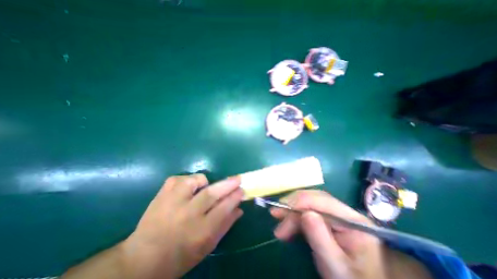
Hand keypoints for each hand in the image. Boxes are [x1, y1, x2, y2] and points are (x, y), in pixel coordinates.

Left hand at [122, 173, 242, 276]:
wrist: (142, 260)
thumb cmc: (181, 256)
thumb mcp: (207, 246)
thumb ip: (226, 225)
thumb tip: (240, 208)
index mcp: (199, 232)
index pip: (223, 209)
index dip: (235, 197)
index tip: (242, 190)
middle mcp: (186, 215)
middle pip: (211, 194)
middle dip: (228, 184)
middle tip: (238, 178)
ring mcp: (172, 203)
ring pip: (194, 181)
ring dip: (204, 181)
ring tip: (204, 187)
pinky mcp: (161, 195)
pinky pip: (179, 179)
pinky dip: (187, 180)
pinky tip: (187, 189)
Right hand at [270, 190, 385, 278]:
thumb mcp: (336, 266)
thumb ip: (321, 239)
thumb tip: (305, 213)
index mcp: (352, 220)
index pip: (322, 201)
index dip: (299, 202)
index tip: (280, 210)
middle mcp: (343, 211)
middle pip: (313, 199)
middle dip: (292, 205)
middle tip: (275, 214)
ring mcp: (335, 214)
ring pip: (308, 203)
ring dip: (291, 210)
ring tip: (277, 216)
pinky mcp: (327, 219)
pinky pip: (308, 211)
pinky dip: (295, 215)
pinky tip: (287, 220)